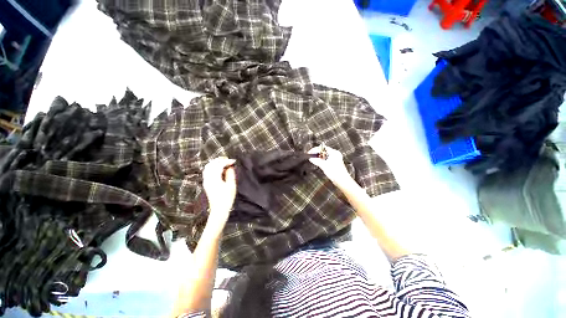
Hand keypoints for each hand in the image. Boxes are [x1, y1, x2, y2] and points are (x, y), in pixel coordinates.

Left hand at [202, 157, 236, 231]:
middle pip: (211, 165)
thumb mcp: (231, 186)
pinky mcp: (206, 183)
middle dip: (220, 160)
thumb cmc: (227, 198)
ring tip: (224, 162)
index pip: (219, 165)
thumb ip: (230, 174)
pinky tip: (219, 169)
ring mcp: (206, 181)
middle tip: (228, 159)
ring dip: (215, 163)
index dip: (226, 161)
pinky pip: (207, 171)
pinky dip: (213, 167)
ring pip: (208, 167)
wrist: (219, 209)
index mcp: (214, 179)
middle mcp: (208, 179)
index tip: (234, 161)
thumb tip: (230, 167)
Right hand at [308, 145, 352, 185]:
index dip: (315, 150)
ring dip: (319, 157)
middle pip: (323, 151)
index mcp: (334, 152)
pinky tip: (319, 163)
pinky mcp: (335, 163)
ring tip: (313, 159)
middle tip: (311, 156)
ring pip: (325, 155)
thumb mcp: (323, 165)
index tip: (310, 152)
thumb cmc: (336, 173)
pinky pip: (327, 159)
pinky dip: (322, 160)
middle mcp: (335, 154)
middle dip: (317, 153)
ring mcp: (335, 159)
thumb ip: (316, 161)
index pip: (322, 147)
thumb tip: (311, 158)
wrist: (342, 181)